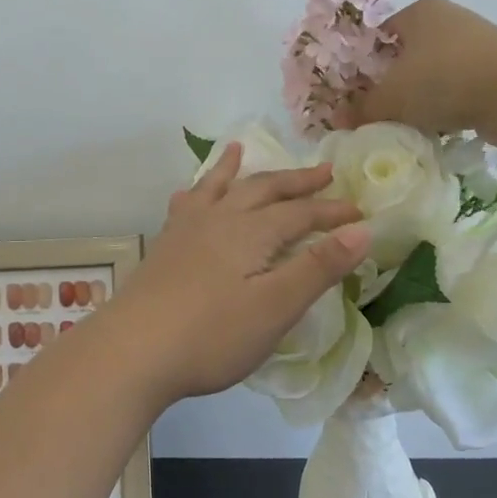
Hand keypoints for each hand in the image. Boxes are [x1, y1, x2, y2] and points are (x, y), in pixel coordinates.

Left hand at [114, 143, 369, 404]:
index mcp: (252, 232)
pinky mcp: (165, 247)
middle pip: (264, 190)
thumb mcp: (276, 307)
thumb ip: (318, 267)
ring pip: (219, 188)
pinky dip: (195, 191)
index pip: (301, 214)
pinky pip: (185, 204)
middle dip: (296, 181)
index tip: (360, 213)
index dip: (332, 212)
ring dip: (236, 170)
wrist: (134, 349)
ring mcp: (187, 230)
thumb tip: (362, 230)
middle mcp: (220, 219)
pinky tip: (189, 194)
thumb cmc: (213, 335)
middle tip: (323, 172)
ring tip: (241, 149)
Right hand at [339, 0, 496, 140]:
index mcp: (420, 11)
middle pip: (406, 55)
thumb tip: (338, 121)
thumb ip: (362, 109)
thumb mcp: (391, 98)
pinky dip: (446, 106)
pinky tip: (438, 128)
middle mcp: (449, 20)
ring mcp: (477, 44)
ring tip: (406, 123)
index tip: (355, 92)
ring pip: (433, 74)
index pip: (379, 34)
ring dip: (420, 98)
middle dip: (391, 83)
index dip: (362, 63)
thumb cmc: (443, 80)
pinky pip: (458, 89)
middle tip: (377, 111)